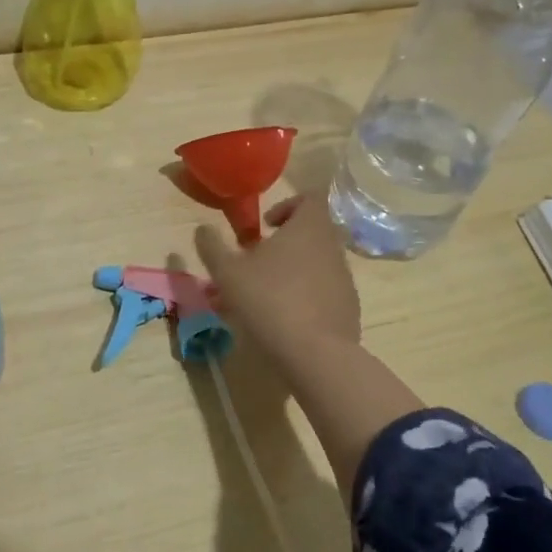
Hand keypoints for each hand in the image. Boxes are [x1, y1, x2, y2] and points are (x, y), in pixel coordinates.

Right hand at [193, 195, 360, 361]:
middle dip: (285, 243)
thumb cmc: (269, 300)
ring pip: (317, 263)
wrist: (315, 354)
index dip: (287, 206)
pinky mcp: (349, 307)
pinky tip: (285, 318)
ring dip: (293, 270)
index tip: (266, 226)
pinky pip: (325, 290)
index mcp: (308, 227)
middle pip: (312, 232)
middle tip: (257, 262)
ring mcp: (344, 278)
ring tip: (265, 294)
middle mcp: (332, 246)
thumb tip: (203, 229)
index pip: (310, 198)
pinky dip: (307, 296)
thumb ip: (212, 247)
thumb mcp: (227, 273)